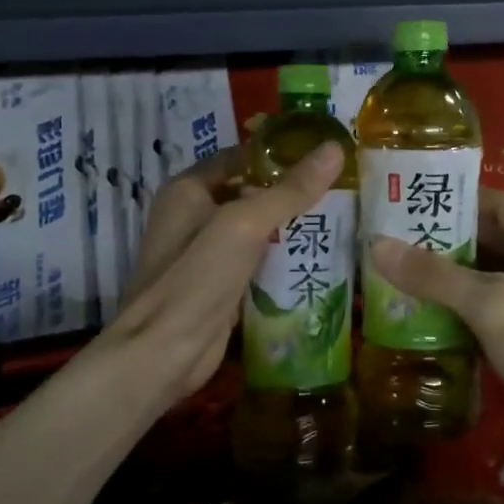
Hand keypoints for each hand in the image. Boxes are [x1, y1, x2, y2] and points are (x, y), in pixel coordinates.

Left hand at [101, 142, 345, 399]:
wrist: (163, 353)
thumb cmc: (198, 276)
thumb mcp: (246, 223)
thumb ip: (290, 189)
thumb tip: (334, 149)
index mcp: (189, 188)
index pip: (241, 157)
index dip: (280, 154)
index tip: (323, 155)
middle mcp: (193, 215)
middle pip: (249, 192)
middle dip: (290, 191)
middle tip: (340, 187)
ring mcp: (204, 253)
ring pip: (255, 228)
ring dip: (289, 226)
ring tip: (338, 217)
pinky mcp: (218, 284)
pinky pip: (255, 260)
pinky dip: (281, 257)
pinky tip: (316, 256)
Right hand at [370, 189, 503, 467]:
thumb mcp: (492, 306)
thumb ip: (434, 275)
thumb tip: (375, 244)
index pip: (490, 202)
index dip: (447, 201)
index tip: (399, 202)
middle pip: (484, 238)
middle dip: (437, 241)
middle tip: (384, 239)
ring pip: (482, 274)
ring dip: (442, 276)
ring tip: (388, 271)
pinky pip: (486, 304)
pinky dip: (455, 305)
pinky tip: (415, 309)